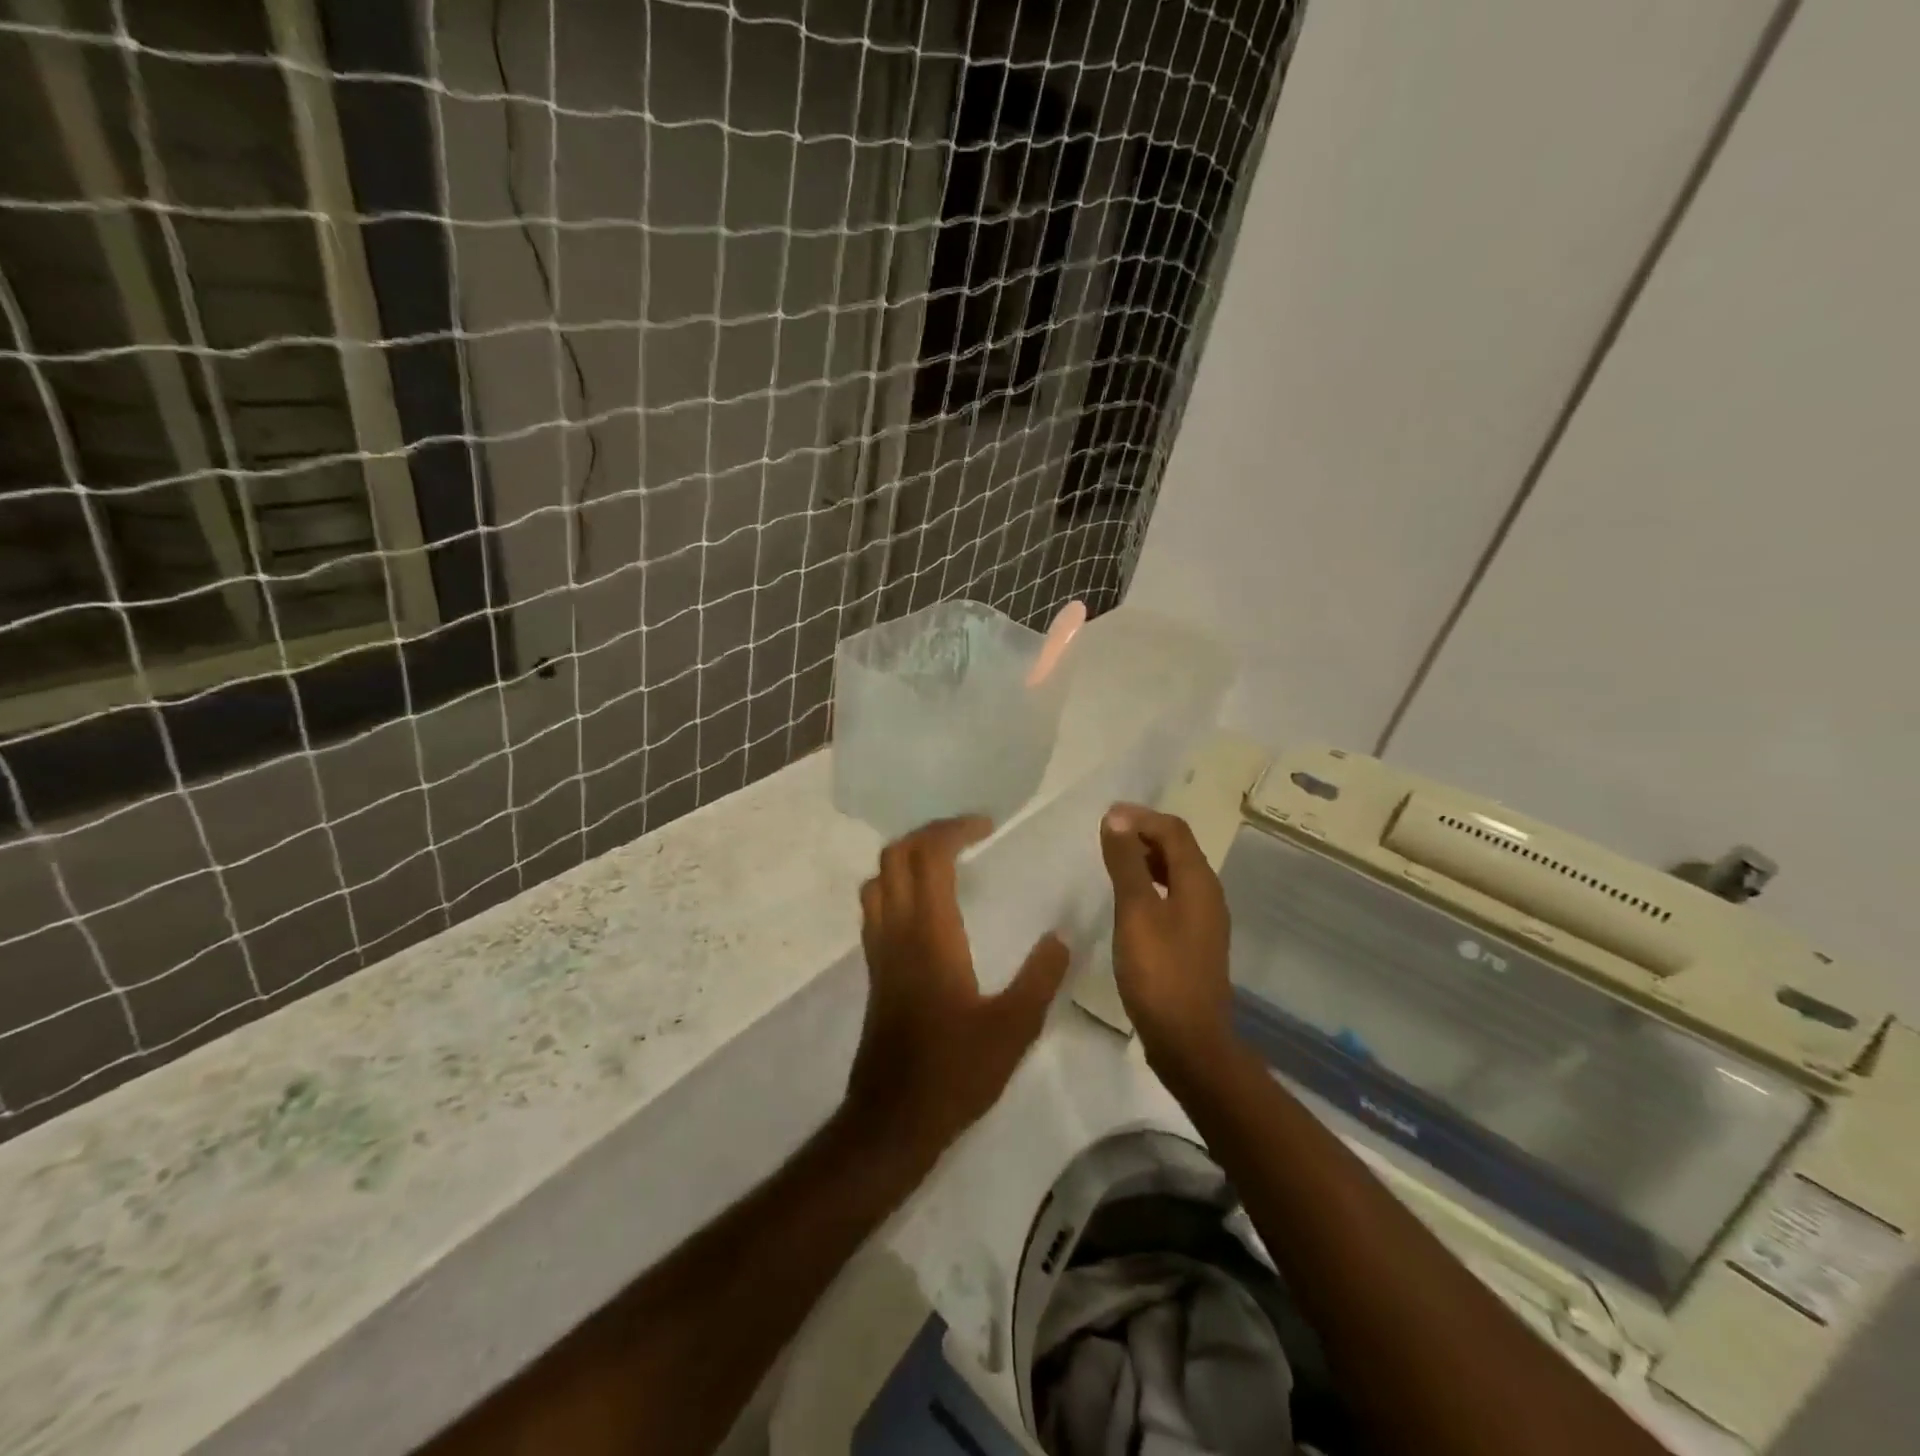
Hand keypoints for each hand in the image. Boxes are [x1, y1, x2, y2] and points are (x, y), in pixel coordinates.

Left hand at [845, 817, 1070, 1166]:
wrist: (893, 1118)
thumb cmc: (955, 1071)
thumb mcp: (1014, 1028)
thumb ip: (1040, 977)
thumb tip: (1060, 937)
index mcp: (929, 934)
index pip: (928, 856)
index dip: (954, 829)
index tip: (987, 826)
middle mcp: (896, 931)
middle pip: (895, 856)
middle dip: (928, 834)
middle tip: (967, 835)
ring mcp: (879, 950)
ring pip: (878, 879)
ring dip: (907, 857)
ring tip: (945, 861)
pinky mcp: (874, 970)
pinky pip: (876, 906)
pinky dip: (897, 885)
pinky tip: (927, 906)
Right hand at [1099, 805, 1233, 1065]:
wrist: (1189, 1042)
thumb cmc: (1159, 973)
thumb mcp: (1136, 912)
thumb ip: (1127, 863)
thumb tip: (1118, 817)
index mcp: (1198, 882)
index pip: (1174, 830)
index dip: (1141, 817)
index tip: (1105, 818)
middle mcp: (1207, 894)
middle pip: (1178, 848)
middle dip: (1143, 834)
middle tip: (1105, 835)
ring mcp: (1203, 920)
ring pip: (1175, 873)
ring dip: (1145, 859)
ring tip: (1111, 861)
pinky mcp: (1193, 942)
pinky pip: (1172, 896)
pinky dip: (1149, 884)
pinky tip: (1127, 900)